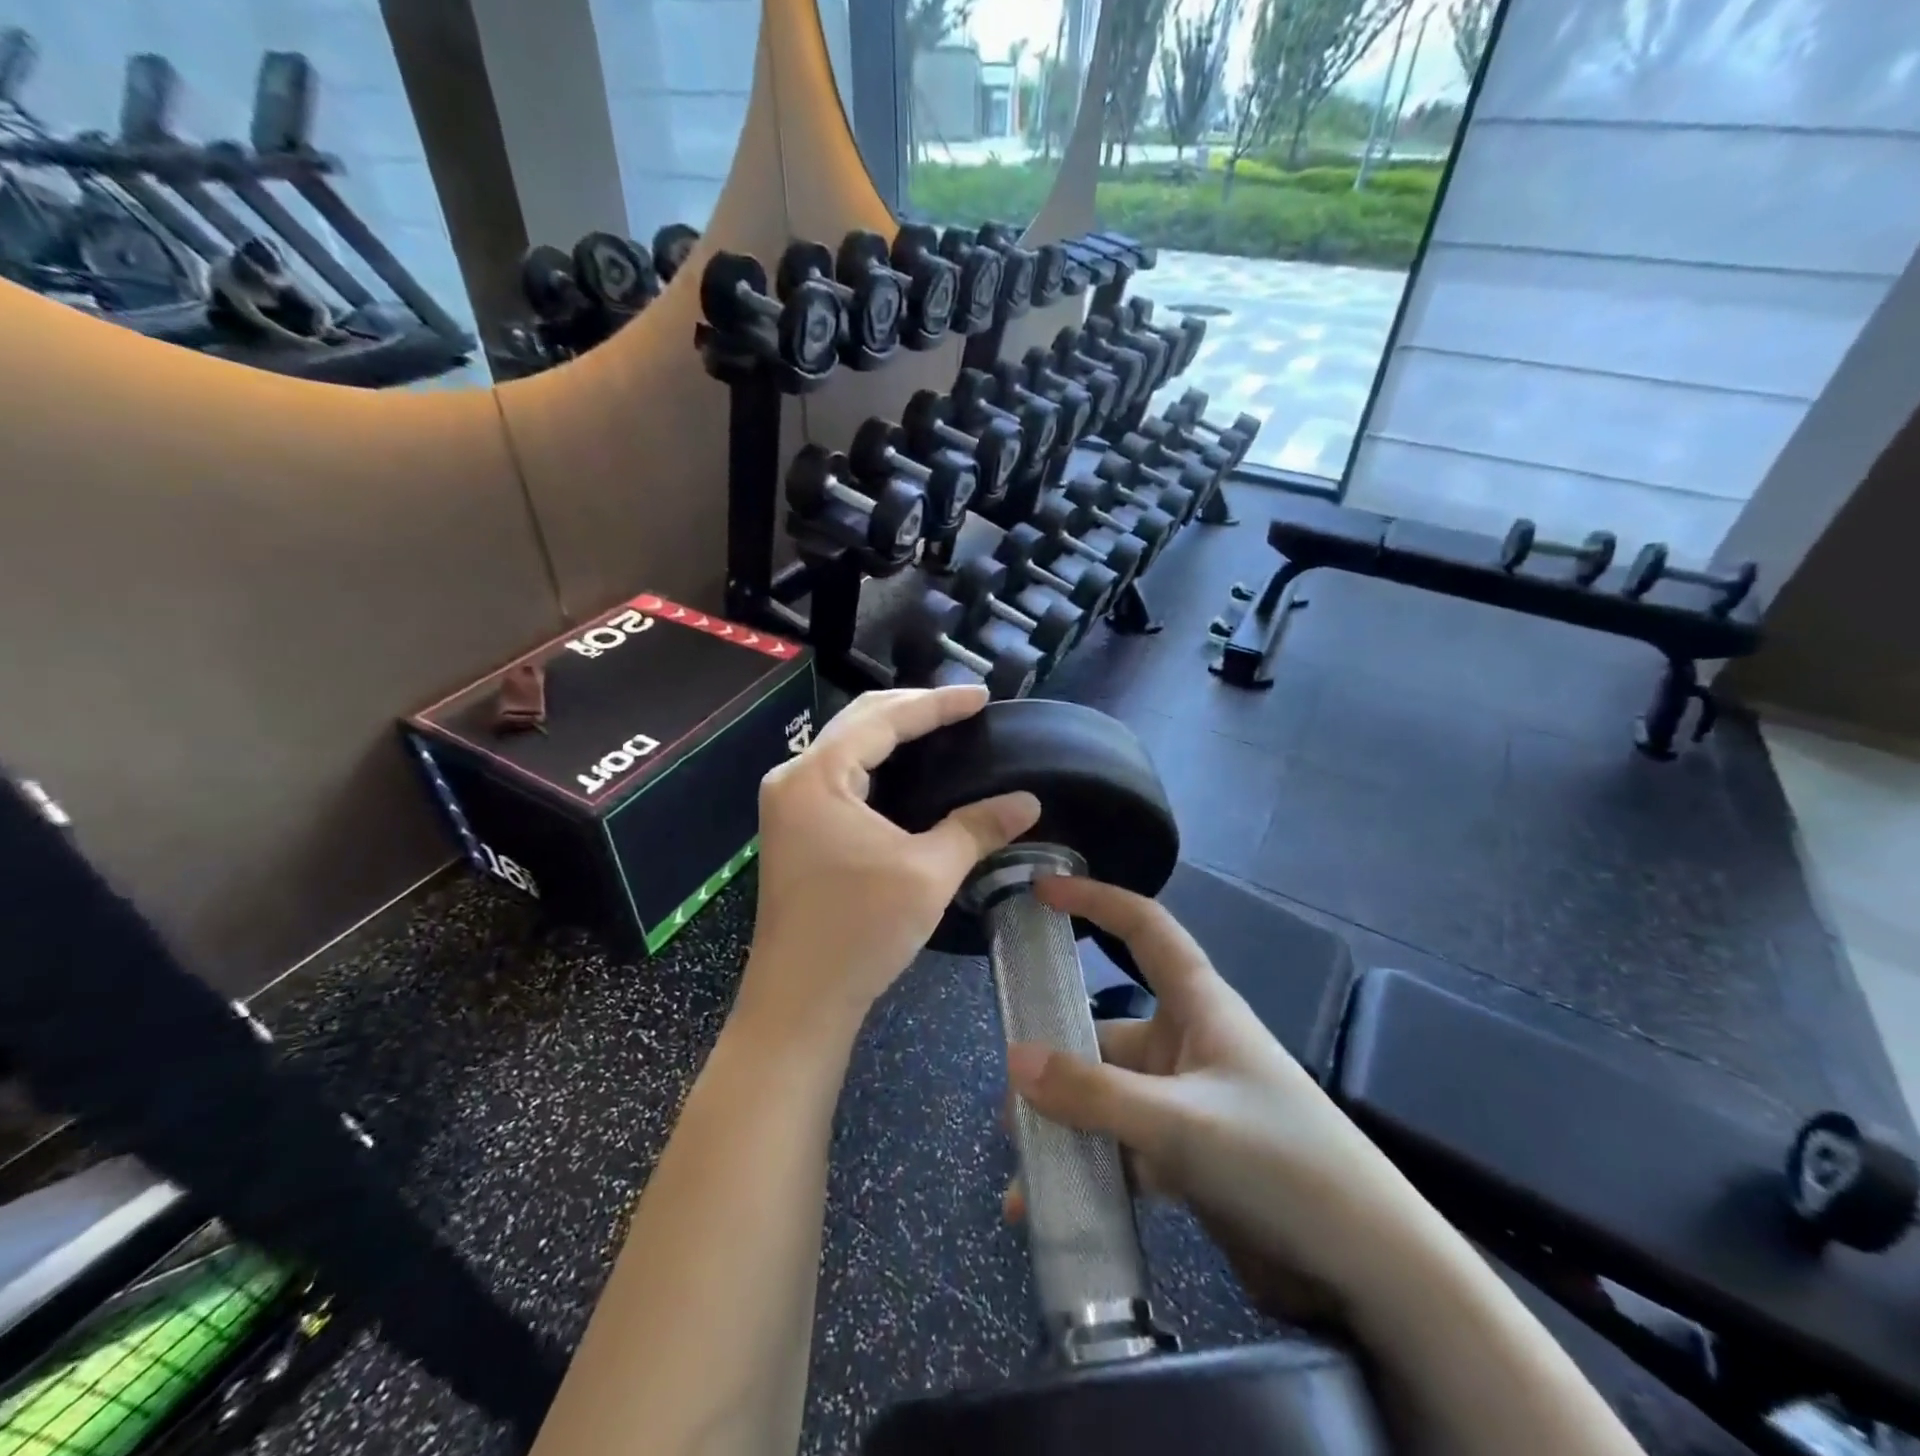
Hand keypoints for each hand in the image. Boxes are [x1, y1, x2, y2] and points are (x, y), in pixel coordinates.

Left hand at [741, 685, 1039, 1030]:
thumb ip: (977, 828)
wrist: (799, 1002)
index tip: (982, 697)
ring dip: (892, 732)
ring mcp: (788, 804)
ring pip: (846, 746)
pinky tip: (907, 770)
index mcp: (817, 776)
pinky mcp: (794, 828)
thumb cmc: (860, 932)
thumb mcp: (928, 873)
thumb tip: (1027, 802)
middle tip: (964, 707)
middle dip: (913, 708)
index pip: (884, 719)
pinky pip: (839, 774)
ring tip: (941, 728)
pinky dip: (876, 762)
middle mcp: (794, 778)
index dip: (937, 704)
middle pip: (859, 722)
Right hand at [1003, 875, 1431, 1328]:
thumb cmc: (1282, 1161)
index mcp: (1198, 1006)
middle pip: (1105, 1034)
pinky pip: (1123, 1150)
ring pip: (1108, 1099)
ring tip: (1022, 1175)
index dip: (1095, 901)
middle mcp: (1187, 1045)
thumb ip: (1094, 1094)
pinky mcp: (1188, 1157)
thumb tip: (1013, 1060)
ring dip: (1066, 1130)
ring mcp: (1186, 1103)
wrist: (1371, 1271)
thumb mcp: (1181, 1124)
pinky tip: (1051, 1208)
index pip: (1143, 928)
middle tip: (1007, 1105)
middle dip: (1055, 1064)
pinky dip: (1090, 1172)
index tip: (1042, 892)